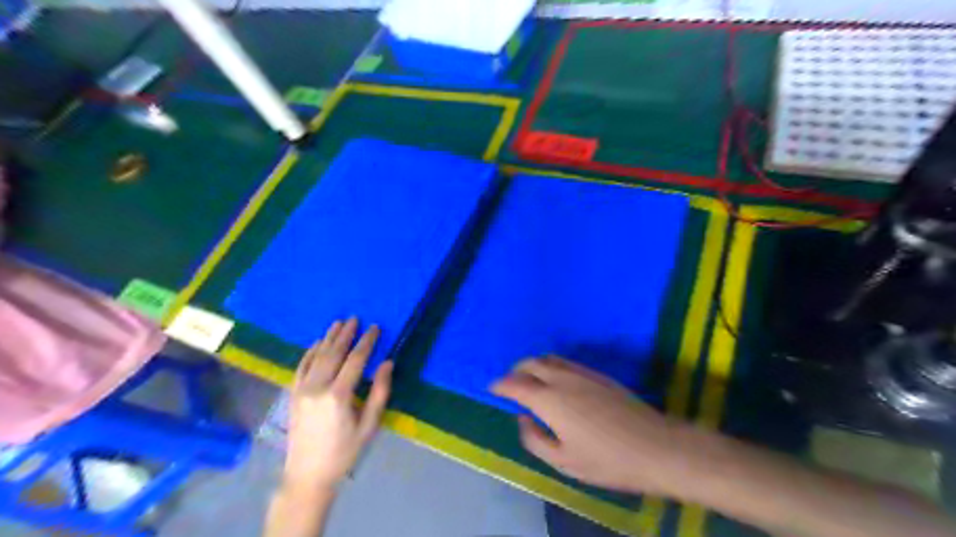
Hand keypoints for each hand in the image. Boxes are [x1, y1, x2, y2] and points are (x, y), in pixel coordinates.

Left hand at [283, 319, 391, 494]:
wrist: (308, 474)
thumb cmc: (344, 451)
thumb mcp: (369, 425)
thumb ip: (379, 392)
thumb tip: (387, 363)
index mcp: (338, 395)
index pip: (355, 360)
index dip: (366, 342)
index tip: (374, 328)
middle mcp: (317, 387)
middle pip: (333, 353)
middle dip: (346, 334)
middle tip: (355, 318)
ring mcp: (301, 390)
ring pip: (316, 356)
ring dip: (328, 338)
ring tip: (338, 323)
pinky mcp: (292, 395)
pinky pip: (300, 367)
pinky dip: (309, 352)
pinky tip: (316, 343)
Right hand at [494, 354, 695, 497]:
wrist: (655, 446)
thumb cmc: (607, 460)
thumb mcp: (564, 461)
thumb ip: (535, 439)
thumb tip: (522, 418)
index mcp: (549, 400)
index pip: (516, 384)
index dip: (501, 385)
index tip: (492, 388)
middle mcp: (562, 379)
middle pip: (531, 364)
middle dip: (516, 370)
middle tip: (510, 382)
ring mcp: (582, 373)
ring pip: (550, 359)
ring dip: (534, 365)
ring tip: (530, 379)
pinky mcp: (598, 375)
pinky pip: (566, 362)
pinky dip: (552, 366)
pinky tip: (556, 381)